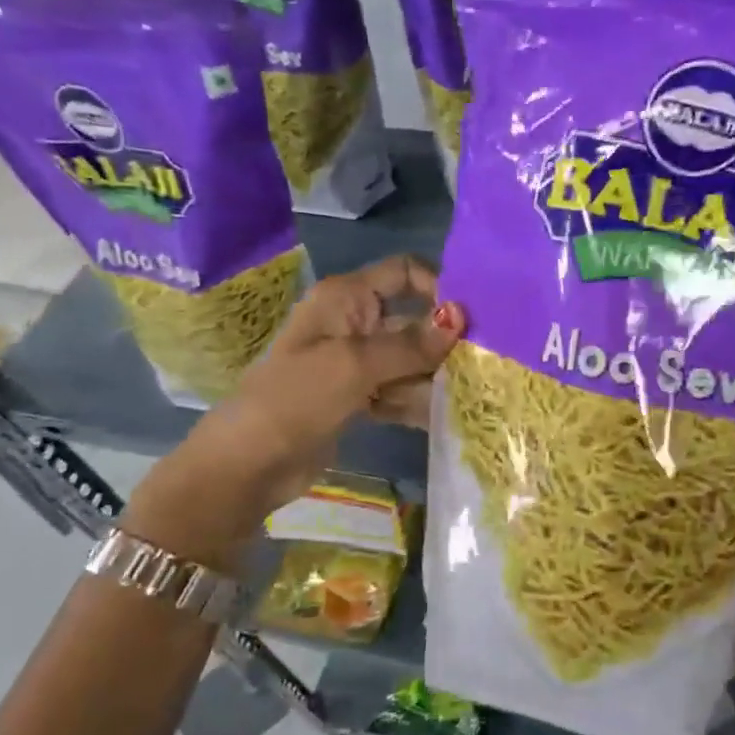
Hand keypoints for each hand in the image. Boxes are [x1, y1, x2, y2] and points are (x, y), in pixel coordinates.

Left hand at [127, 255, 465, 562]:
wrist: (251, 461)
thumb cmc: (298, 397)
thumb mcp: (356, 365)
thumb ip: (411, 344)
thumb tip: (462, 318)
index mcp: (346, 298)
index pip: (403, 273)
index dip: (438, 287)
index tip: (472, 319)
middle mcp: (353, 322)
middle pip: (412, 320)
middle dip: (444, 340)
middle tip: (483, 364)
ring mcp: (355, 363)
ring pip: (409, 360)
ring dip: (434, 376)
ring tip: (470, 394)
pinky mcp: (357, 397)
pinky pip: (398, 390)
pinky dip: (417, 401)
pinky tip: (445, 416)